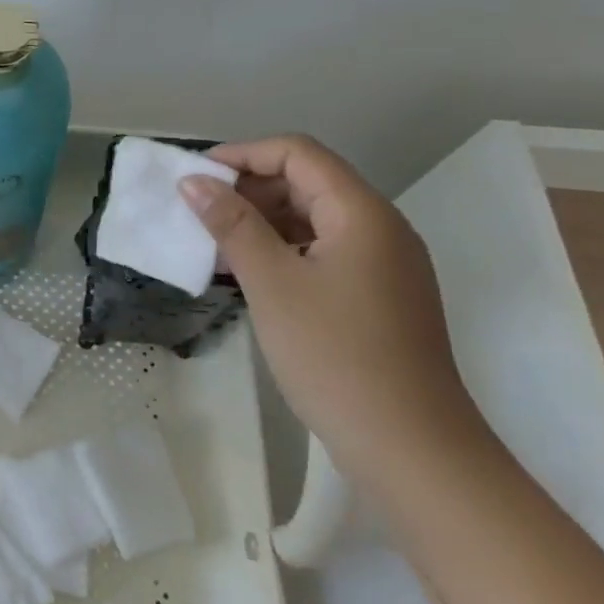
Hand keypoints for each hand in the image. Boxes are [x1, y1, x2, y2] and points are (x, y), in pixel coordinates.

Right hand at [179, 135, 480, 478]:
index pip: (298, 154)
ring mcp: (381, 265)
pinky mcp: (375, 296)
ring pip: (311, 219)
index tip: (195, 179)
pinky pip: (320, 252)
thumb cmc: (335, 355)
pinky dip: (279, 251)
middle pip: (306, 182)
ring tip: (211, 246)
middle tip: (197, 215)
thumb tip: (193, 182)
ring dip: (259, 222)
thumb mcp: (271, 283)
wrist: (411, 449)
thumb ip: (231, 224)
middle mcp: (379, 229)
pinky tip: (244, 275)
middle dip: (247, 189)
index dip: (243, 155)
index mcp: (362, 214)